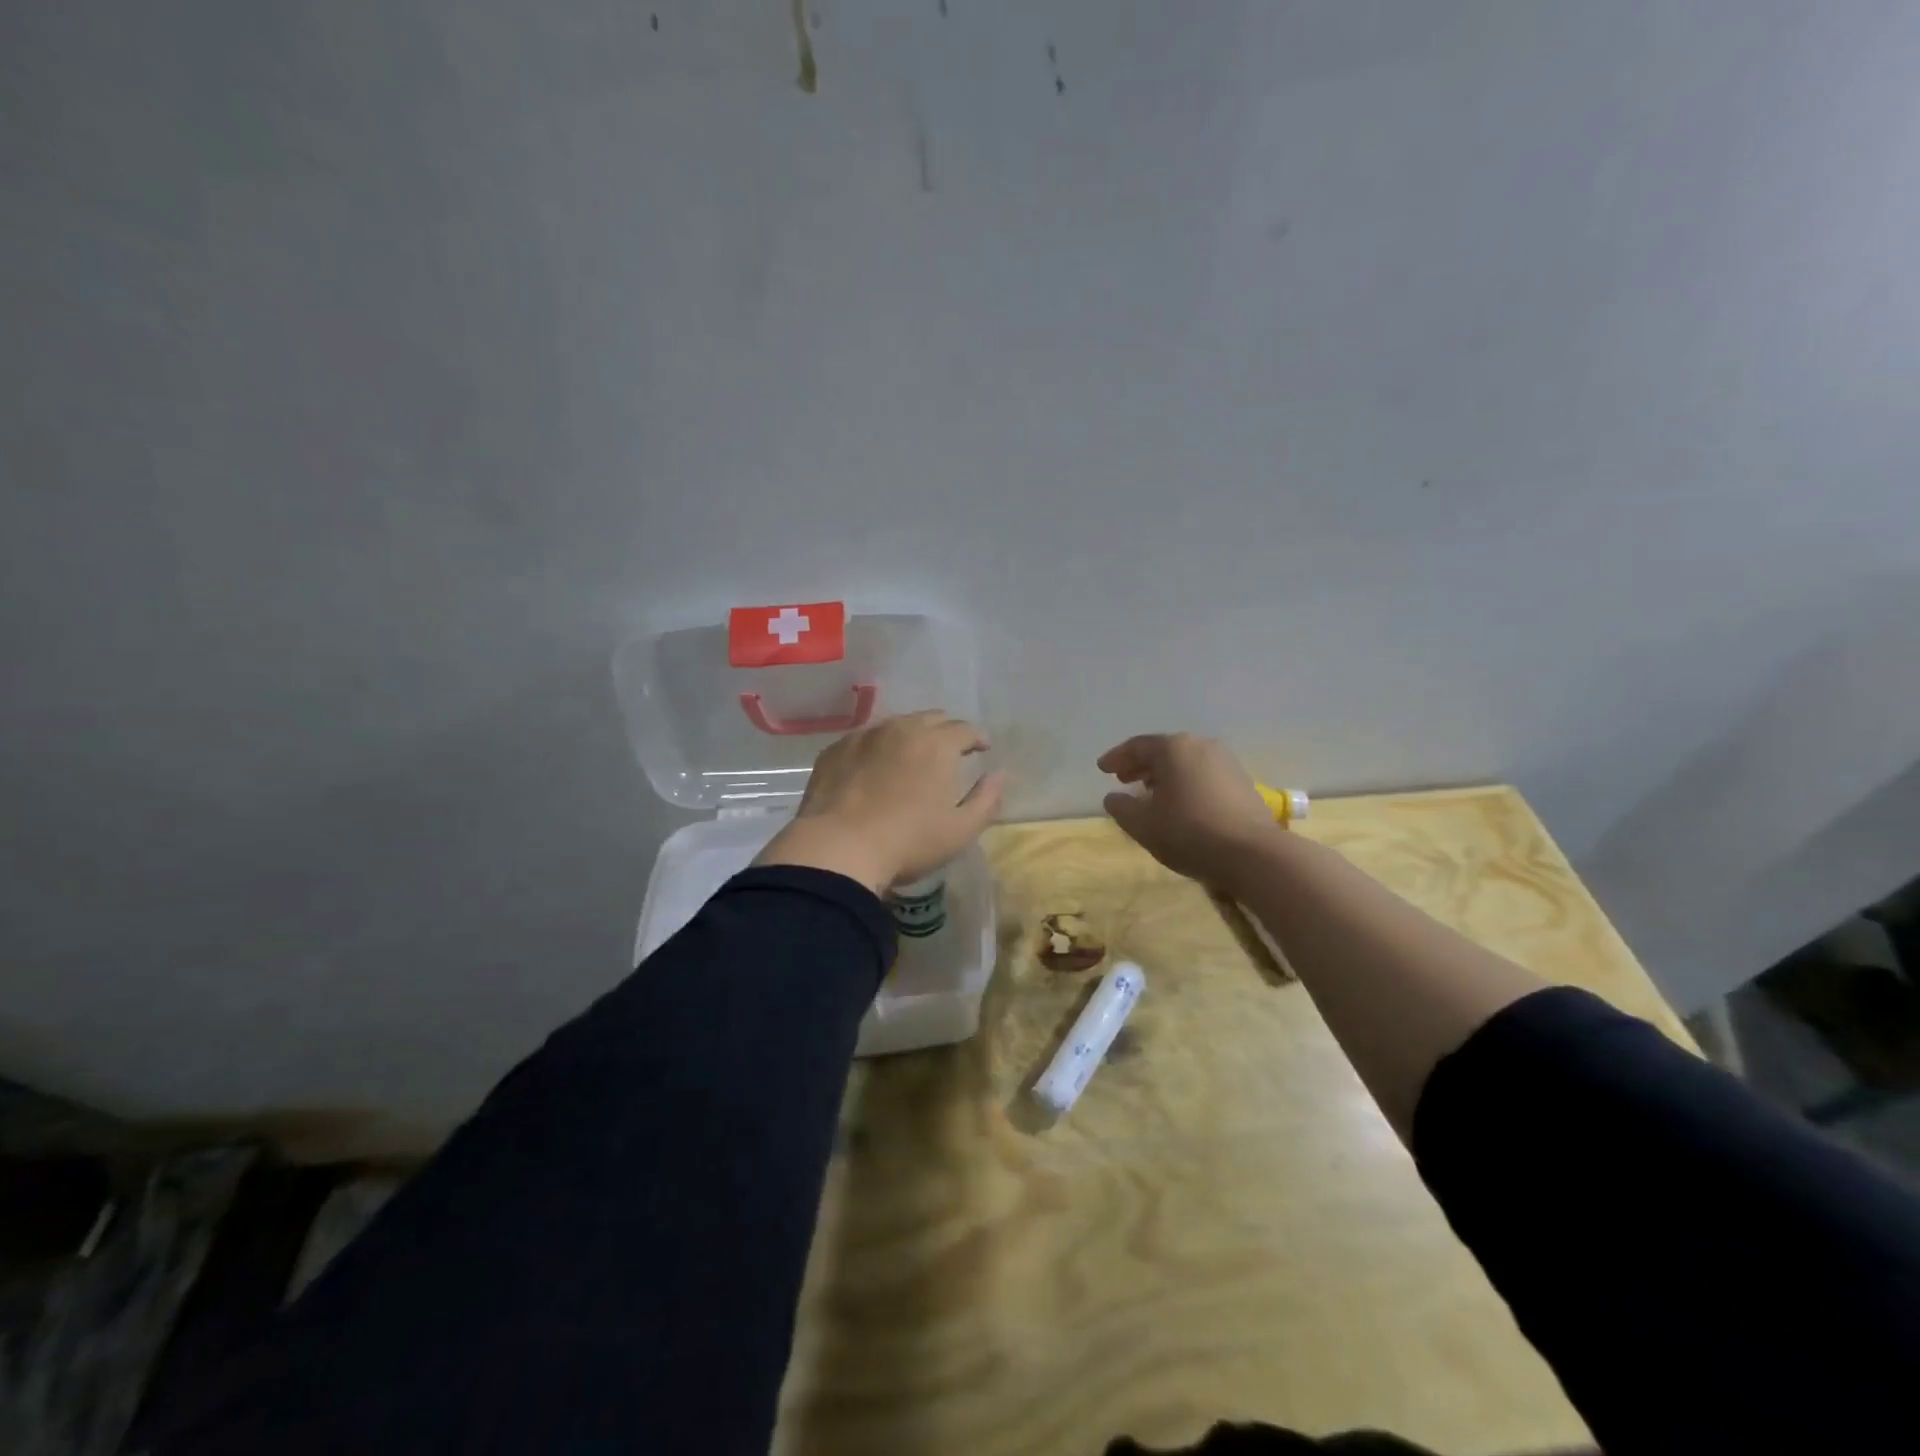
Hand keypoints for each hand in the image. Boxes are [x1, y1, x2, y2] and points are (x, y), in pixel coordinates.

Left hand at [756, 711, 1008, 895]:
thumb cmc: (908, 841)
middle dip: (946, 731)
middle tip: (950, 751)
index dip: (977, 738)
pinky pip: (864, 739)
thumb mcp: (961, 830)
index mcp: (937, 744)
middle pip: (931, 719)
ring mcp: (864, 736)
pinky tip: (874, 769)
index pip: (965, 729)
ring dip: (910, 736)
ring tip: (912, 757)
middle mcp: (902, 728)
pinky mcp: (835, 750)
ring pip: (896, 725)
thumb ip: (987, 799)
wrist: (838, 848)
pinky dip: (877, 748)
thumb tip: (1000, 774)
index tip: (982, 749)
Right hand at [1097, 733, 1281, 888]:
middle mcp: (1200, 746)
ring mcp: (1226, 762)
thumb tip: (1113, 798)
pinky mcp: (1242, 782)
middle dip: (1141, 765)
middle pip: (1163, 751)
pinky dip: (1185, 783)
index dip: (1116, 758)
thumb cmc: (1189, 833)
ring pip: (1185, 762)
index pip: (1137, 746)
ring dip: (1164, 775)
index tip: (1102, 769)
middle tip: (1123, 779)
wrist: (1253, 855)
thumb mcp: (1143, 825)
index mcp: (1173, 748)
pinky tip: (1180, 803)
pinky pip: (1203, 774)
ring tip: (1150, 793)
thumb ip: (1122, 808)